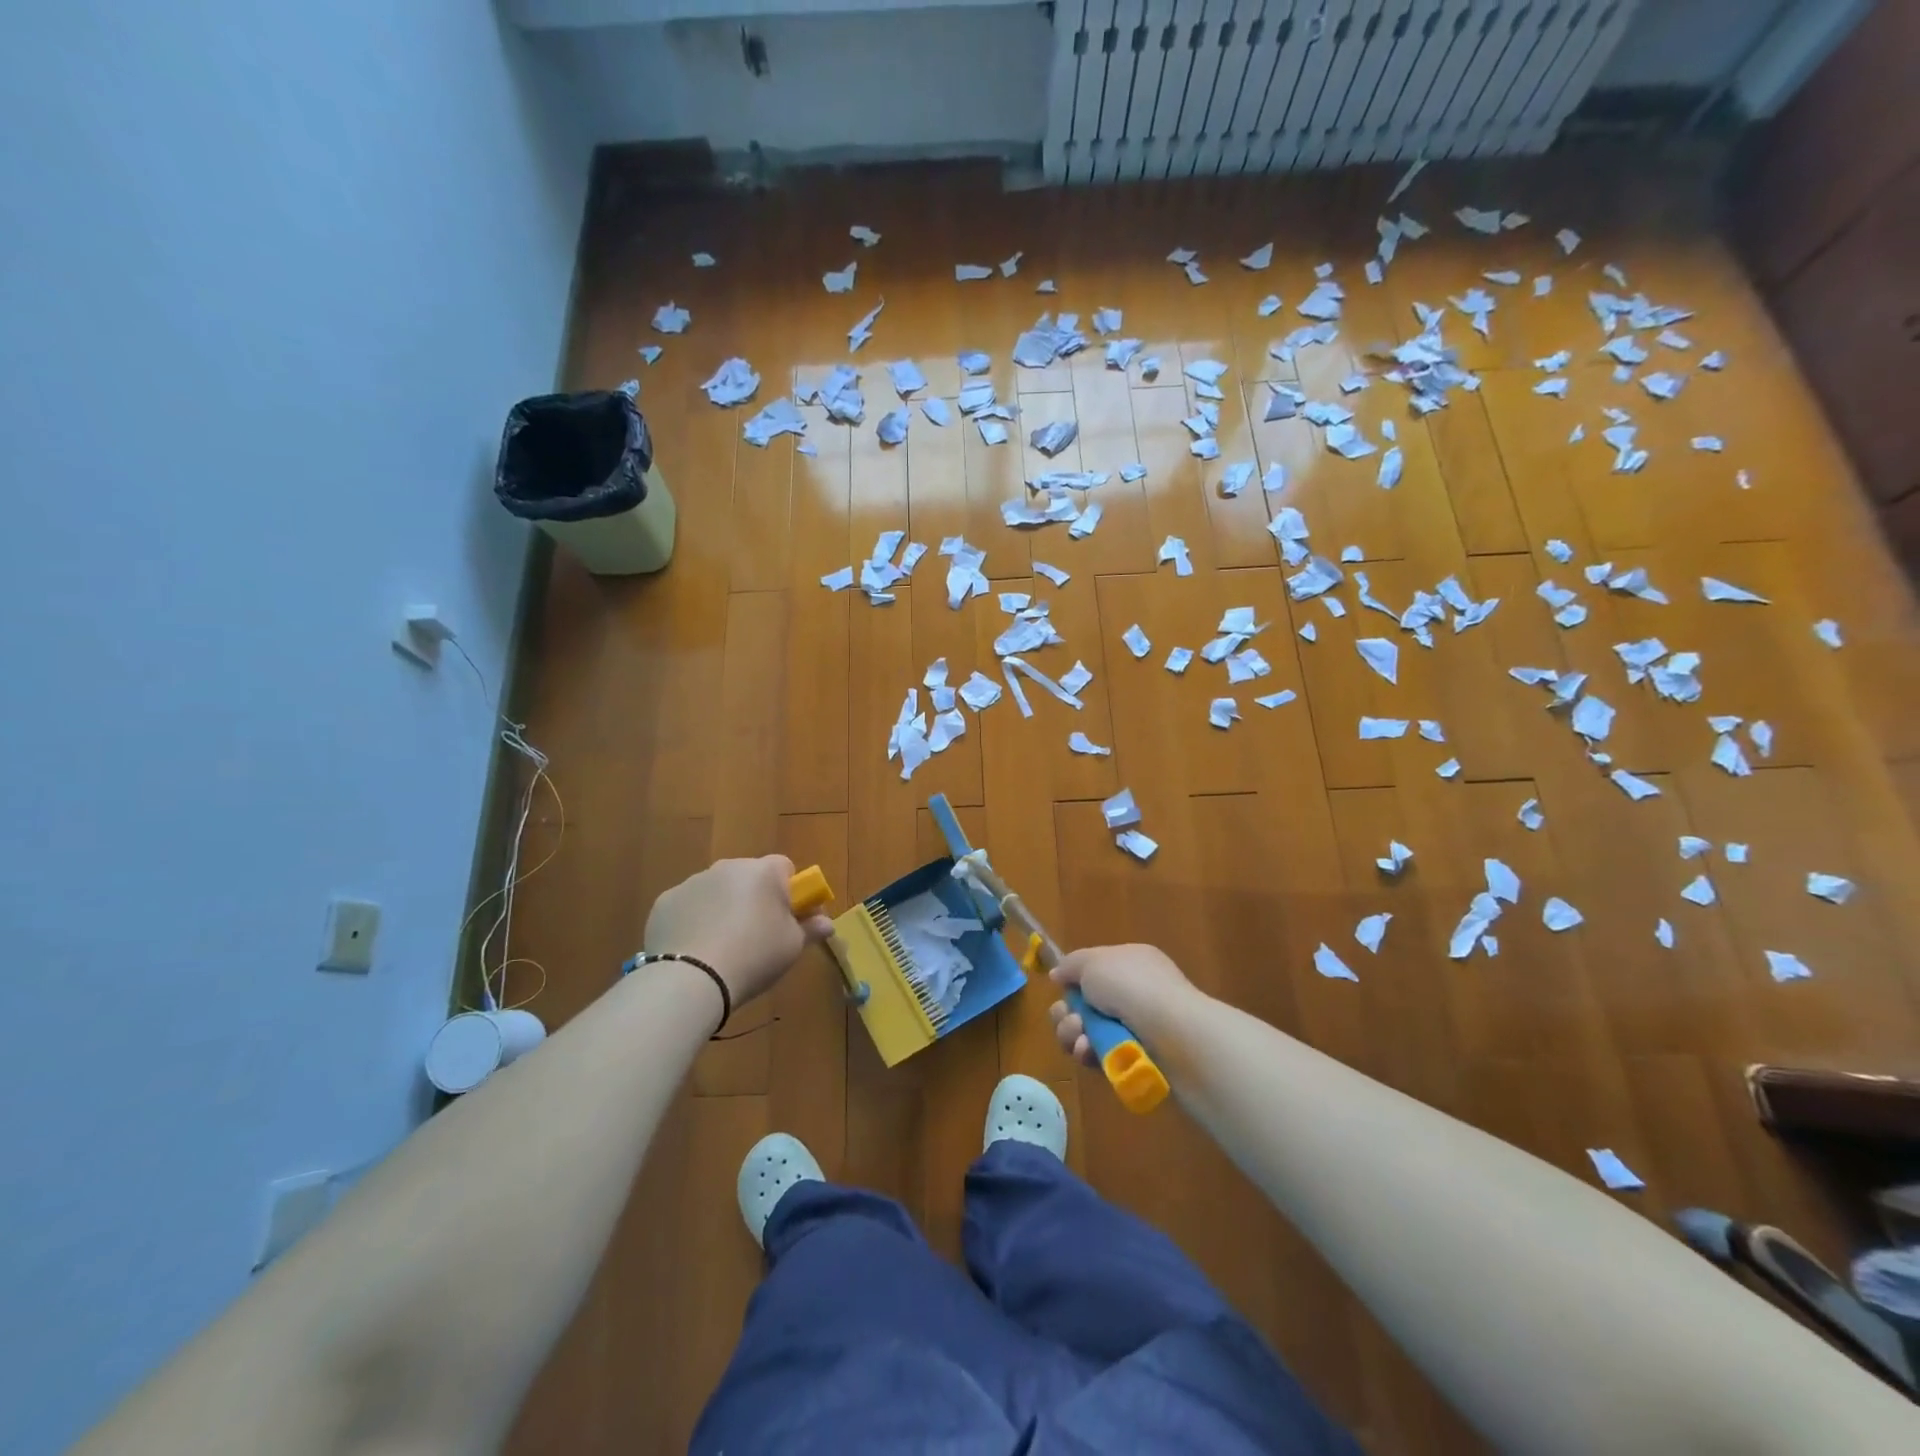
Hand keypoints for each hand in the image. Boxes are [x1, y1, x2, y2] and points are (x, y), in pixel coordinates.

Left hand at [643, 855, 831, 1006]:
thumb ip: (811, 929)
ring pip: (717, 890)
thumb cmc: (754, 957)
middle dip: (754, 898)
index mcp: (764, 872)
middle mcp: (728, 867)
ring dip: (723, 907)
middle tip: (756, 934)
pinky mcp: (665, 901)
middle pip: (749, 876)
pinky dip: (693, 920)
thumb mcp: (792, 947)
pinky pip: (688, 906)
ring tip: (722, 947)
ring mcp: (692, 882)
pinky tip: (694, 950)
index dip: (789, 891)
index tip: (788, 918)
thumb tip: (827, 923)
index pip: (785, 867)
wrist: (691, 979)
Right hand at [1048, 943, 1199, 1066]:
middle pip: (1085, 1005)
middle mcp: (1135, 994)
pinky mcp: (1136, 1061)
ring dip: (1074, 1035)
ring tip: (1080, 1039)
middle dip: (1068, 1014)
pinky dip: (1090, 1055)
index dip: (1074, 980)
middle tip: (1072, 1020)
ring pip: (1088, 1033)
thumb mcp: (1093, 962)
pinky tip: (1090, 1054)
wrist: (1174, 1035)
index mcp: (1130, 963)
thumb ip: (1071, 965)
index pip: (1093, 970)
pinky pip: (1101, 1057)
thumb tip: (1059, 975)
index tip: (1061, 987)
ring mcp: (1137, 1029)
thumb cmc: (1132, 987)